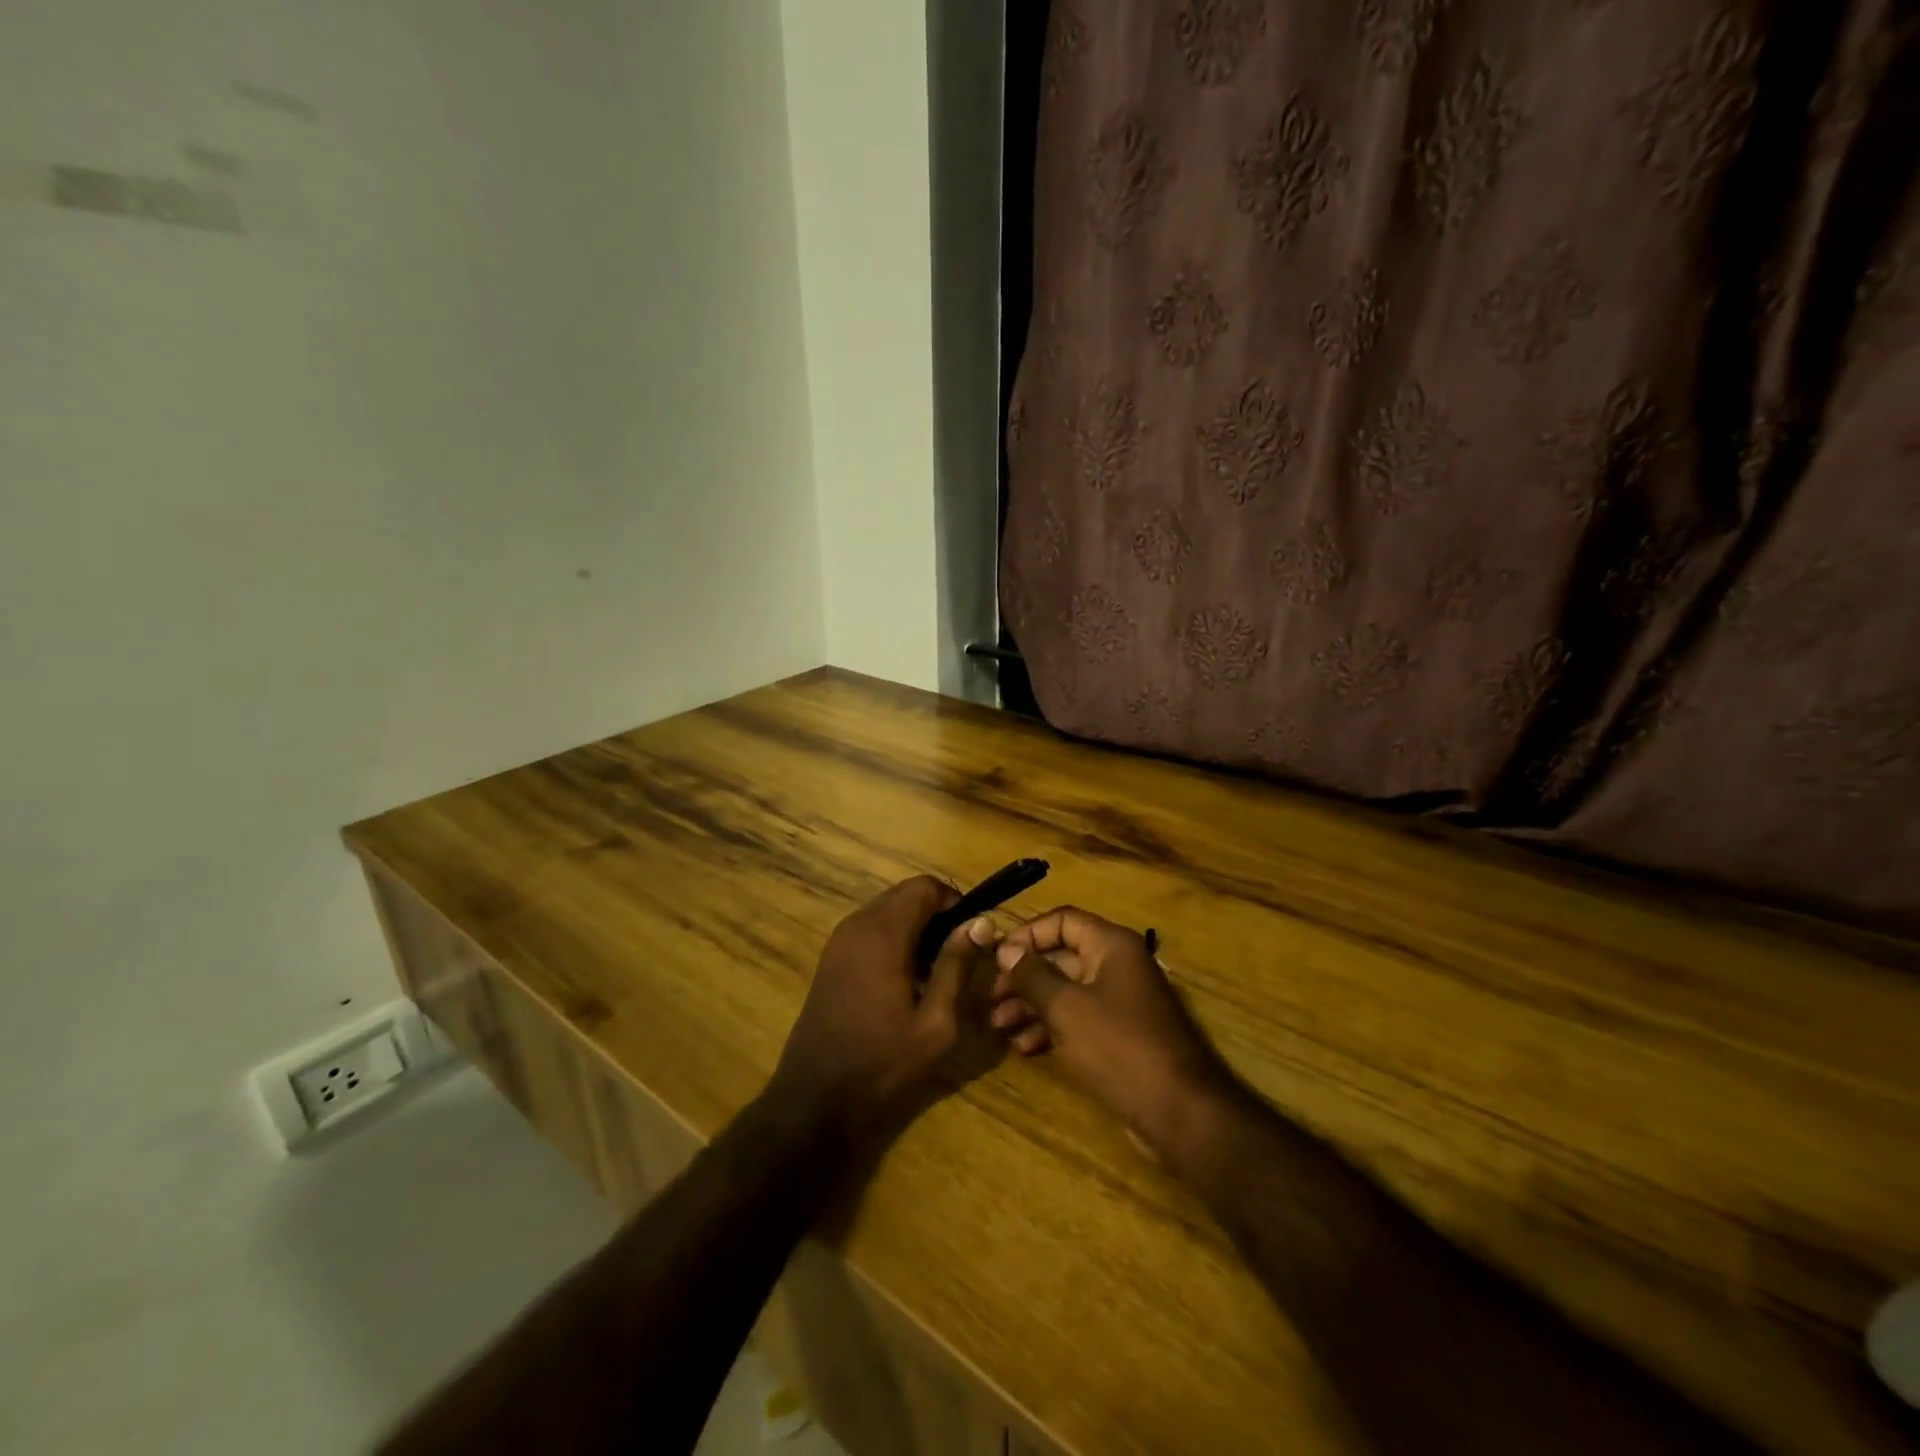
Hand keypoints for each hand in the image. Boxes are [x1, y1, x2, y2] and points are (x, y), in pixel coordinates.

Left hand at [770, 876, 997, 1137]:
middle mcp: (857, 925)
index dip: (953, 901)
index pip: (924, 886)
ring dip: (915, 927)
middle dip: (935, 914)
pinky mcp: (831, 957)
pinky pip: (870, 928)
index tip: (970, 933)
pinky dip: (894, 939)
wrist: (814, 1098)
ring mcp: (839, 940)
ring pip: (887, 909)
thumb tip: (981, 922)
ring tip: (933, 972)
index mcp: (883, 934)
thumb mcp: (935, 1023)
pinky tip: (904, 981)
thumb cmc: (882, 1063)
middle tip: (956, 955)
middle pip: (905, 894)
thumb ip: (957, 966)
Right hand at [993, 907, 1238, 1158]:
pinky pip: (1078, 1019)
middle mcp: (1117, 965)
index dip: (1028, 935)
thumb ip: (1033, 975)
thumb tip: (1006, 950)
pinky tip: (1023, 1047)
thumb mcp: (1066, 1008)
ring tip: (998, 1027)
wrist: (1178, 1111)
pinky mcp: (1119, 1035)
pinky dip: (1051, 1028)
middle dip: (1024, 978)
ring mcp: (1120, 1001)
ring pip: (1066, 991)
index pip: (1063, 920)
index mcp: (1112, 945)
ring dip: (1031, 1006)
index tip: (996, 959)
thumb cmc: (1119, 1046)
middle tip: (990, 1000)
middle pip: (1061, 957)